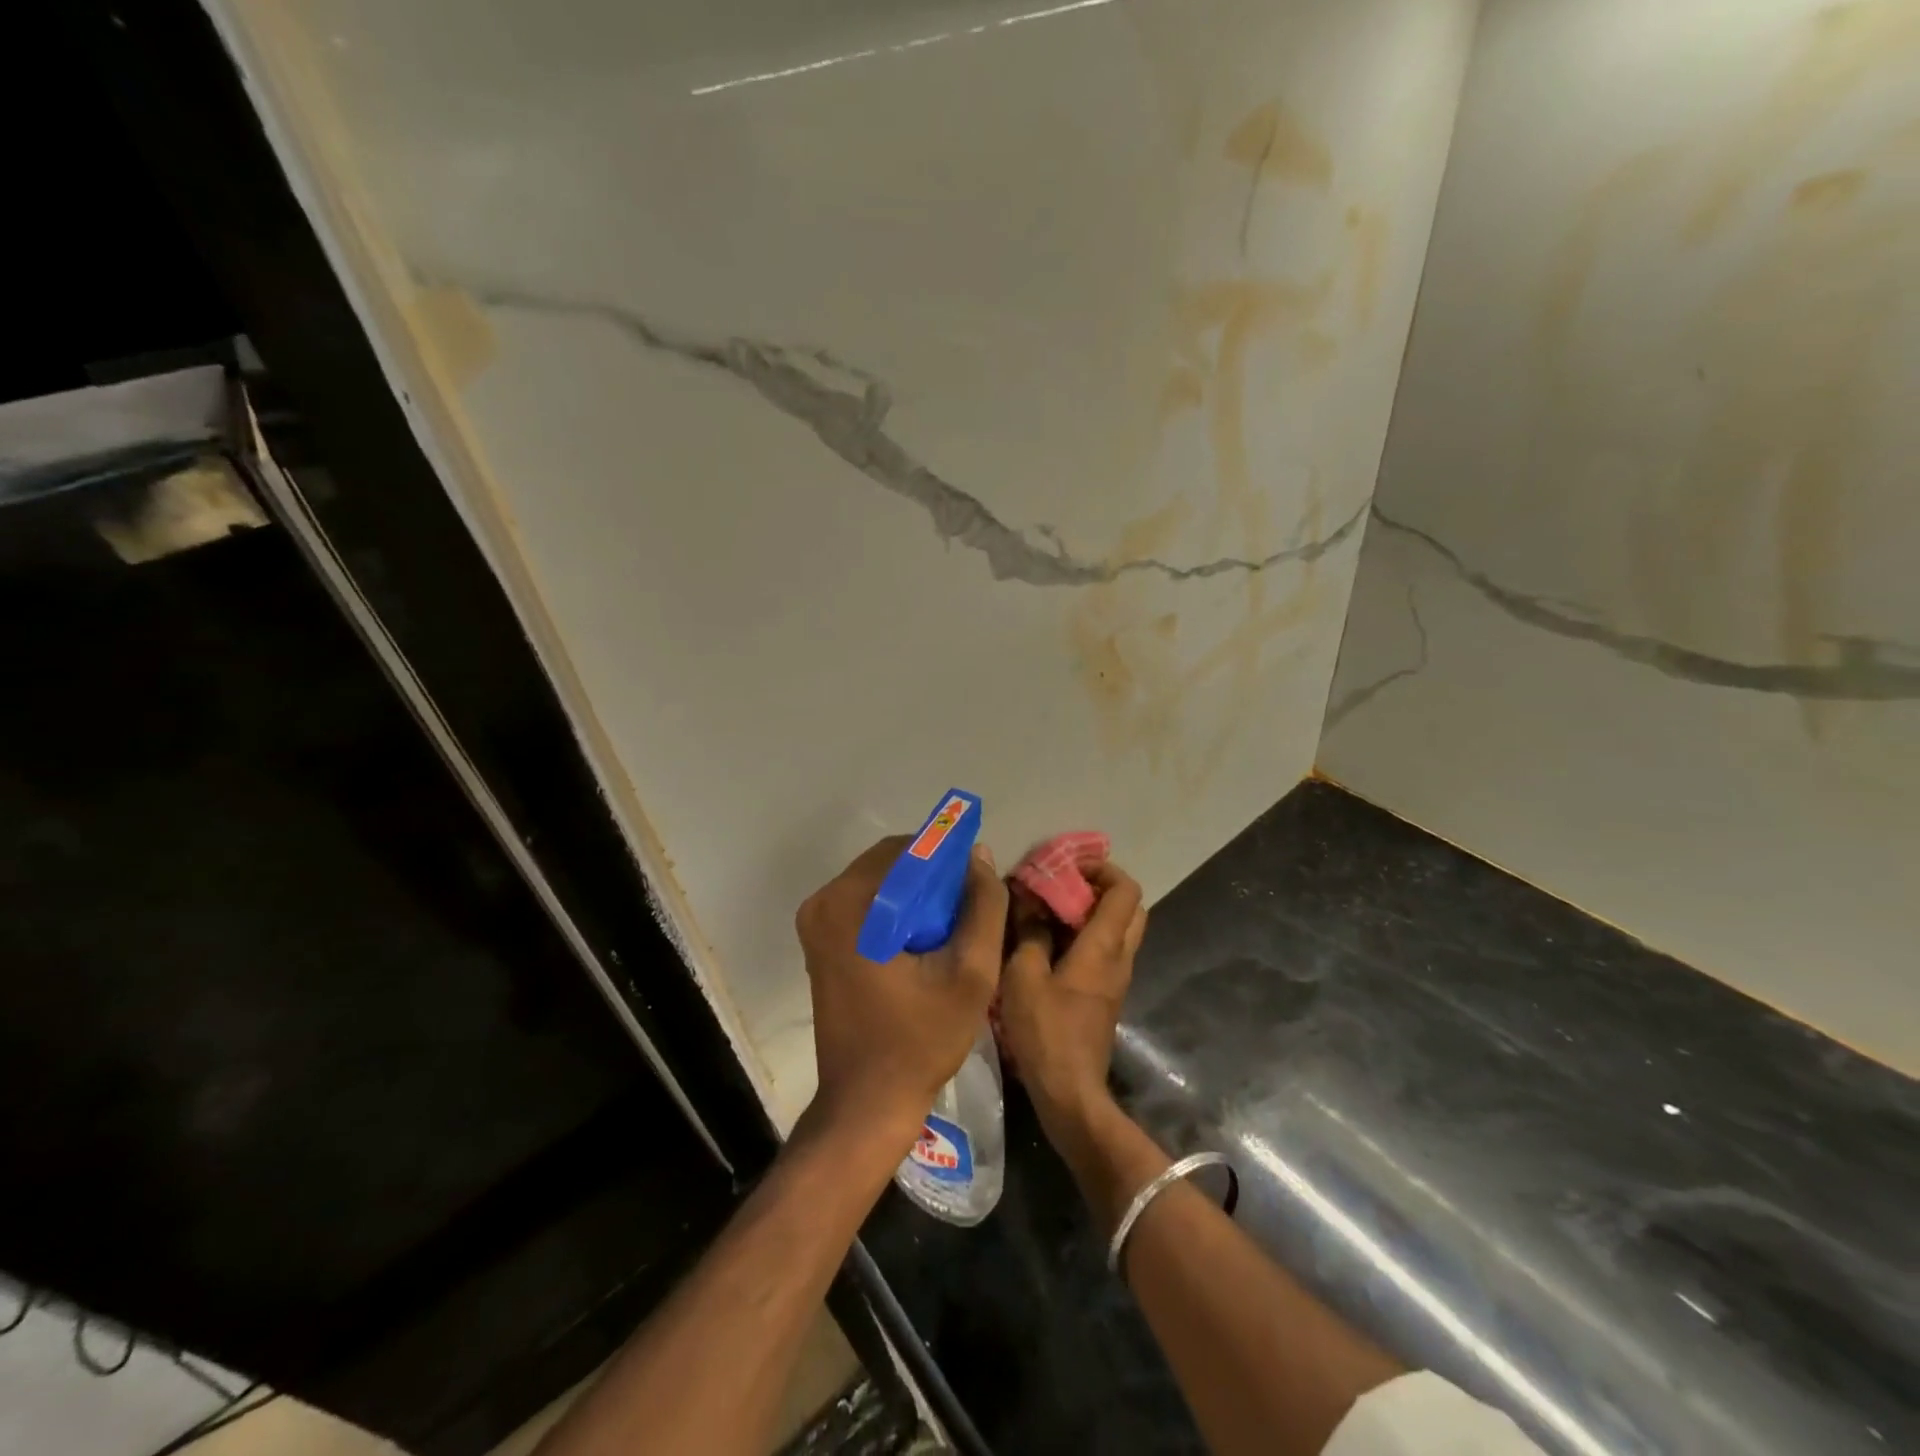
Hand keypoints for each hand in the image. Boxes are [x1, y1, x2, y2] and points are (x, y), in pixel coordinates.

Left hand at [796, 837, 1007, 1149]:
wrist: (867, 1104)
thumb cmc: (920, 1040)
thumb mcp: (970, 973)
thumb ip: (983, 907)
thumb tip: (978, 855)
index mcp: (848, 904)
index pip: (908, 850)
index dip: (949, 860)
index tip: (976, 889)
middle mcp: (822, 903)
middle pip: (892, 864)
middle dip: (933, 879)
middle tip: (967, 914)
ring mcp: (817, 923)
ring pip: (882, 883)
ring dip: (918, 897)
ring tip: (951, 932)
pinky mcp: (821, 942)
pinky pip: (868, 905)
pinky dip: (899, 913)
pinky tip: (925, 945)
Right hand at [997, 862, 1146, 1153]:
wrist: (1070, 1093)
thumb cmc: (1046, 1031)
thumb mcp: (1024, 975)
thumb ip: (1029, 931)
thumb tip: (1028, 899)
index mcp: (1104, 946)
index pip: (1125, 889)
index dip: (1101, 868)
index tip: (1067, 866)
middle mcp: (1119, 957)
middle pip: (1128, 906)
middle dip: (1097, 887)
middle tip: (1061, 885)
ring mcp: (1115, 978)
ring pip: (1117, 929)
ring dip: (1088, 911)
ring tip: (1047, 908)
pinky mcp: (1104, 995)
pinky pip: (1103, 950)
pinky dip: (1083, 934)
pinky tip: (1047, 940)